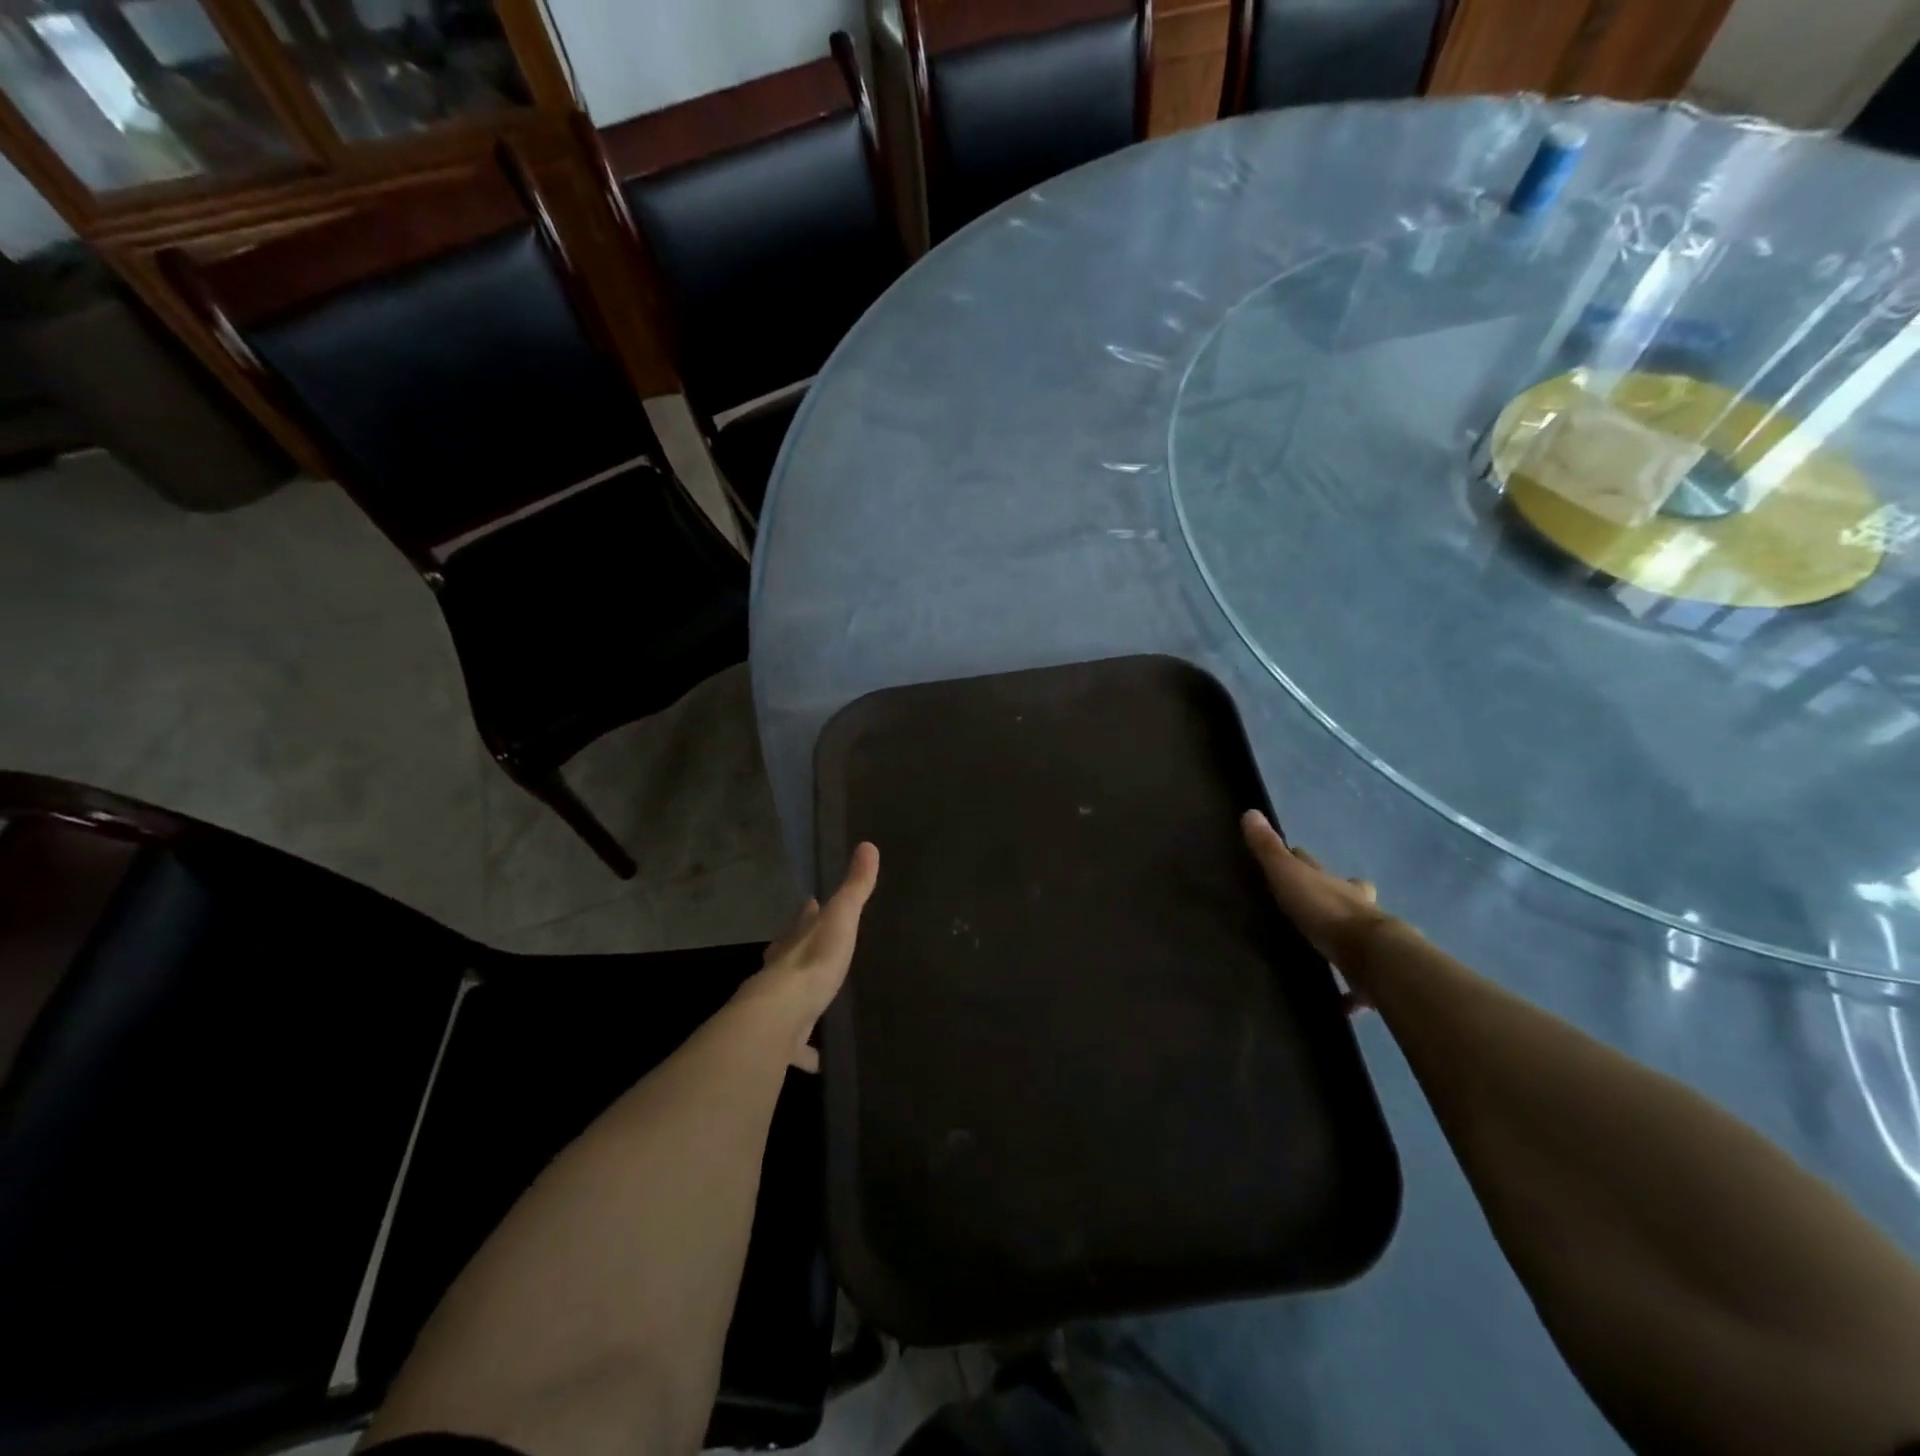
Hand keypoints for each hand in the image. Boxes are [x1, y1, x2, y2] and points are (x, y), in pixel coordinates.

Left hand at [738, 841, 878, 1070]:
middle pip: (786, 954)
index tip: (808, 902)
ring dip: (795, 1000)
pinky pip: (792, 1044)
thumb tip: (868, 845)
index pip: (802, 919)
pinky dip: (802, 1051)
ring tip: (807, 1006)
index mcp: (798, 940)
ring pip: (786, 998)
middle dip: (793, 949)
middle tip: (801, 946)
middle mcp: (782, 969)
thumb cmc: (814, 962)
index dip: (806, 912)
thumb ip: (855, 887)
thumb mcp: (841, 919)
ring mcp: (777, 1004)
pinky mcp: (779, 1038)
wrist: (779, 1017)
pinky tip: (813, 1062)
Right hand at [1242, 809, 1389, 1011]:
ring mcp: (1367, 940)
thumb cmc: (1324, 911)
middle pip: (1348, 892)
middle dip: (1338, 892)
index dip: (1301, 858)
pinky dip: (1351, 994)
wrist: (1370, 956)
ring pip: (1357, 932)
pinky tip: (1341, 1006)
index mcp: (1332, 883)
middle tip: (1320, 901)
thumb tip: (1250, 812)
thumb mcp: (1288, 874)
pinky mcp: (1370, 975)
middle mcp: (1355, 906)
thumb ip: (1267, 849)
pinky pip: (1358, 985)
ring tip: (1329, 948)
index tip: (1292, 856)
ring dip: (1347, 937)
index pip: (1313, 864)